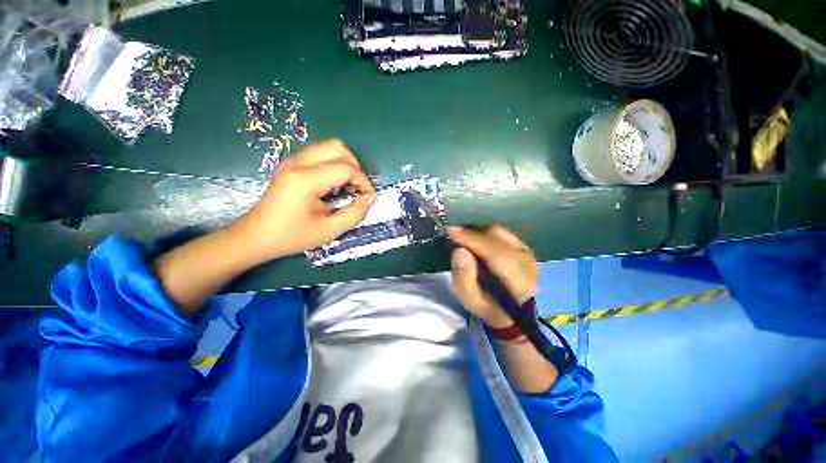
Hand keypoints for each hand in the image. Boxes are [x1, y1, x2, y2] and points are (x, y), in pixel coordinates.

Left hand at [237, 139, 374, 261]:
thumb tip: (368, 198)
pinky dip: (333, 165)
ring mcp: (292, 161)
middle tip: (356, 188)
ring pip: (328, 147)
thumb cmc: (292, 236)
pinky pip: (319, 155)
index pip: (346, 168)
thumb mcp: (330, 230)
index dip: (364, 181)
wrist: (256, 236)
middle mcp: (298, 163)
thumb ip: (355, 214)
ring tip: (345, 186)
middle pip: (337, 147)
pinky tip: (331, 185)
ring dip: (344, 164)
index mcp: (306, 180)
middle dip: (355, 167)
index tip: (368, 197)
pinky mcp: (290, 164)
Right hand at [449, 225, 537, 327]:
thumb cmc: (490, 308)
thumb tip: (459, 251)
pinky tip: (477, 241)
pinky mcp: (525, 248)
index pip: (495, 253)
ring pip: (500, 232)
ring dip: (479, 233)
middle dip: (473, 234)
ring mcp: (528, 253)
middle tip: (454, 237)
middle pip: (497, 237)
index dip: (472, 240)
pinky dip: (486, 234)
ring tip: (464, 240)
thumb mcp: (472, 301)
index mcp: (519, 283)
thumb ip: (464, 278)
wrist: (514, 312)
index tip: (451, 232)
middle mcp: (528, 262)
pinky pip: (502, 233)